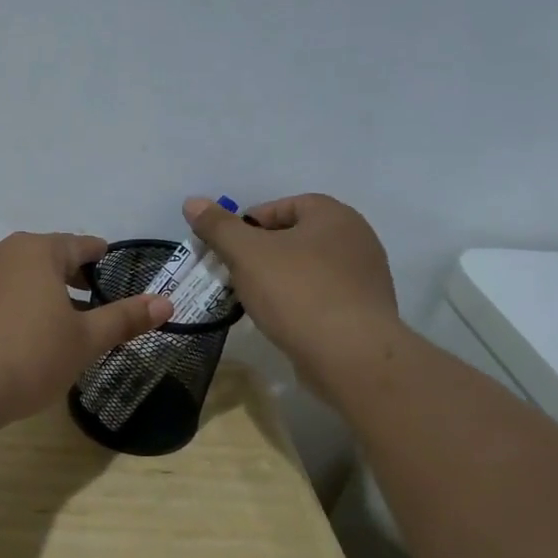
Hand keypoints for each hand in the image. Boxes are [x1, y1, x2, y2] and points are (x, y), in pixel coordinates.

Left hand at [0, 232, 172, 426]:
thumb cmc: (28, 357)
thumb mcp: (84, 341)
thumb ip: (124, 319)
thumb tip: (166, 302)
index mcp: (37, 251)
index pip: (79, 244)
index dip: (100, 256)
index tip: (112, 264)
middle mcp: (2, 253)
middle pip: (47, 257)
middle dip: (71, 275)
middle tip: (92, 297)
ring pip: (19, 275)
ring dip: (42, 291)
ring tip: (59, 319)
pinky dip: (16, 305)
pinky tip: (21, 335)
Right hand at [183, 194, 399, 386]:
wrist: (350, 355)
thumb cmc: (296, 292)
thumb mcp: (246, 254)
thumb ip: (218, 227)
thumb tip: (192, 202)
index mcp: (333, 215)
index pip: (283, 206)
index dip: (249, 224)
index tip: (227, 248)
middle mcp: (356, 238)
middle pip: (296, 237)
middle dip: (262, 252)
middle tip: (235, 273)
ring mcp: (365, 276)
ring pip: (309, 268)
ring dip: (280, 278)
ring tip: (254, 299)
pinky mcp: (365, 311)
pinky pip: (323, 296)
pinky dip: (299, 302)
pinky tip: (282, 320)